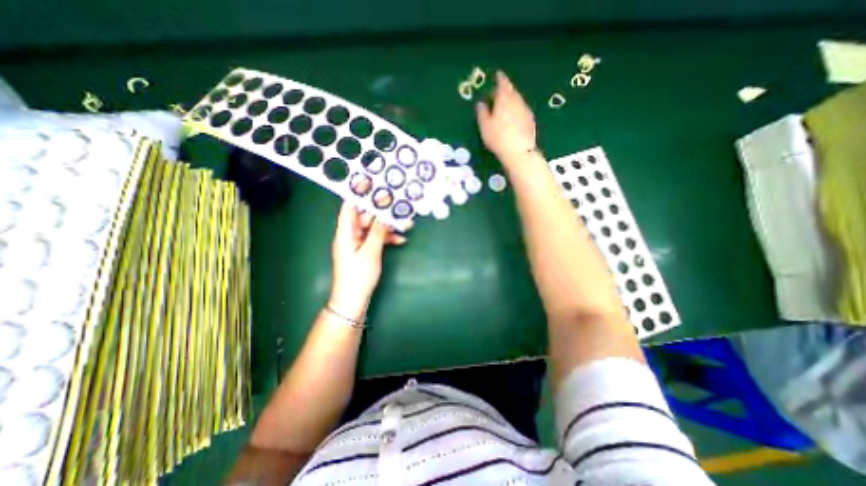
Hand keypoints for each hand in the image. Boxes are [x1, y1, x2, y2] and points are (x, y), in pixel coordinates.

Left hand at [330, 203, 407, 320]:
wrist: (353, 301)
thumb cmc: (358, 276)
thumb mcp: (370, 252)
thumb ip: (378, 232)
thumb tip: (385, 215)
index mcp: (345, 233)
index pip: (349, 207)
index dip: (358, 194)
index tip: (370, 182)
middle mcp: (350, 235)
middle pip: (365, 217)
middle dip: (381, 211)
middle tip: (397, 204)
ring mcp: (358, 244)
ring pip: (373, 228)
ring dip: (388, 226)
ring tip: (405, 224)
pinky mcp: (364, 251)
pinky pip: (376, 239)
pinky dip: (387, 238)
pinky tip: (401, 240)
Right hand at [477, 70, 538, 161]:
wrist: (519, 151)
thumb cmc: (498, 137)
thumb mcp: (484, 126)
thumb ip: (482, 113)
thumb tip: (481, 104)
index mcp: (504, 99)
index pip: (503, 83)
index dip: (499, 78)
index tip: (497, 75)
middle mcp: (517, 101)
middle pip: (511, 91)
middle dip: (505, 90)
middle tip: (497, 94)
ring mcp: (525, 110)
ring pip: (518, 100)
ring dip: (511, 101)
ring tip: (504, 107)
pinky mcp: (531, 120)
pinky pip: (522, 110)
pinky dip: (517, 110)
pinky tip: (513, 118)